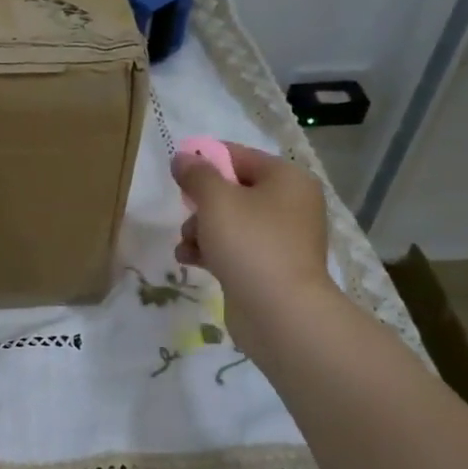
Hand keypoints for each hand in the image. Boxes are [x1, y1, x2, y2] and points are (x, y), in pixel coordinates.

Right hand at [172, 142, 335, 356]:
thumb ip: (196, 174)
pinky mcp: (269, 268)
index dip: (206, 160)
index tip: (177, 173)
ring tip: (186, 246)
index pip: (240, 156)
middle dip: (201, 204)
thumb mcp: (216, 200)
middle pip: (233, 191)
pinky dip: (211, 251)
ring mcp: (281, 239)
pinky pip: (234, 249)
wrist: (279, 312)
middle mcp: (290, 205)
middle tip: (186, 215)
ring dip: (200, 230)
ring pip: (229, 222)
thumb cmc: (250, 244)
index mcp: (287, 179)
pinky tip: (190, 261)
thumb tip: (183, 157)